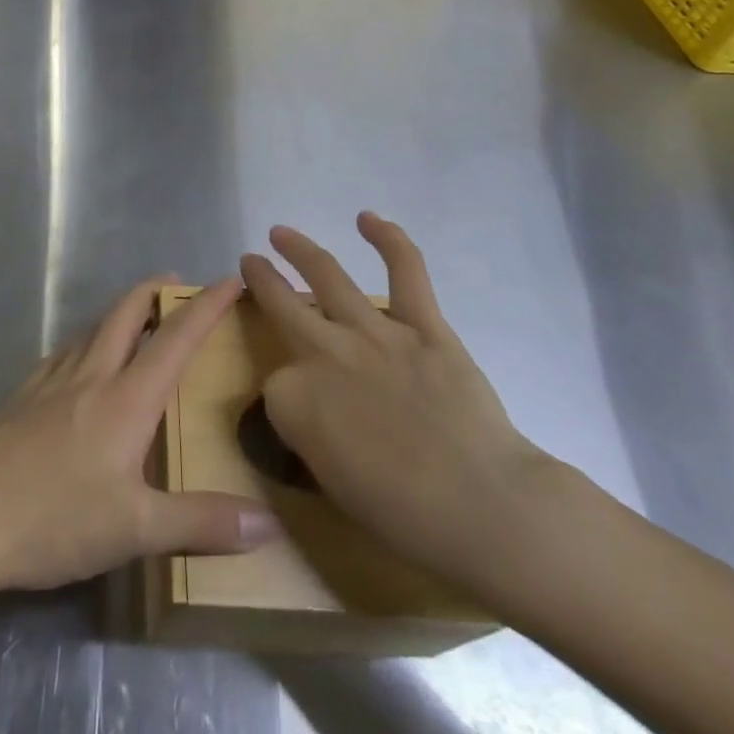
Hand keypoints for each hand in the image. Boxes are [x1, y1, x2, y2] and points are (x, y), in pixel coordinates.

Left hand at [0, 278, 281, 595]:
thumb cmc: (54, 519)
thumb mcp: (135, 530)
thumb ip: (202, 524)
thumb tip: (270, 525)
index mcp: (125, 398)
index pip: (175, 338)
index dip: (207, 307)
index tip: (231, 281)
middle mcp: (90, 374)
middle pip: (126, 312)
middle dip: (155, 290)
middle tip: (179, 285)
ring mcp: (50, 381)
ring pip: (93, 329)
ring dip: (121, 314)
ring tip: (138, 322)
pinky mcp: (22, 395)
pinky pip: (65, 353)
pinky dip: (87, 343)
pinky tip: (82, 366)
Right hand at [240, 214, 559, 597]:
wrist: (482, 507)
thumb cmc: (404, 516)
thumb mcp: (331, 484)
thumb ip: (310, 435)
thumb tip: (311, 412)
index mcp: (294, 399)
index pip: (275, 387)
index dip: (287, 399)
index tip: (303, 416)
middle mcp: (324, 353)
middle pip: (281, 306)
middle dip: (261, 281)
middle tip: (250, 262)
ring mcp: (373, 332)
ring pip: (326, 275)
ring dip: (299, 248)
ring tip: (282, 232)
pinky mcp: (422, 325)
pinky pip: (405, 271)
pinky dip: (389, 239)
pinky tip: (368, 218)